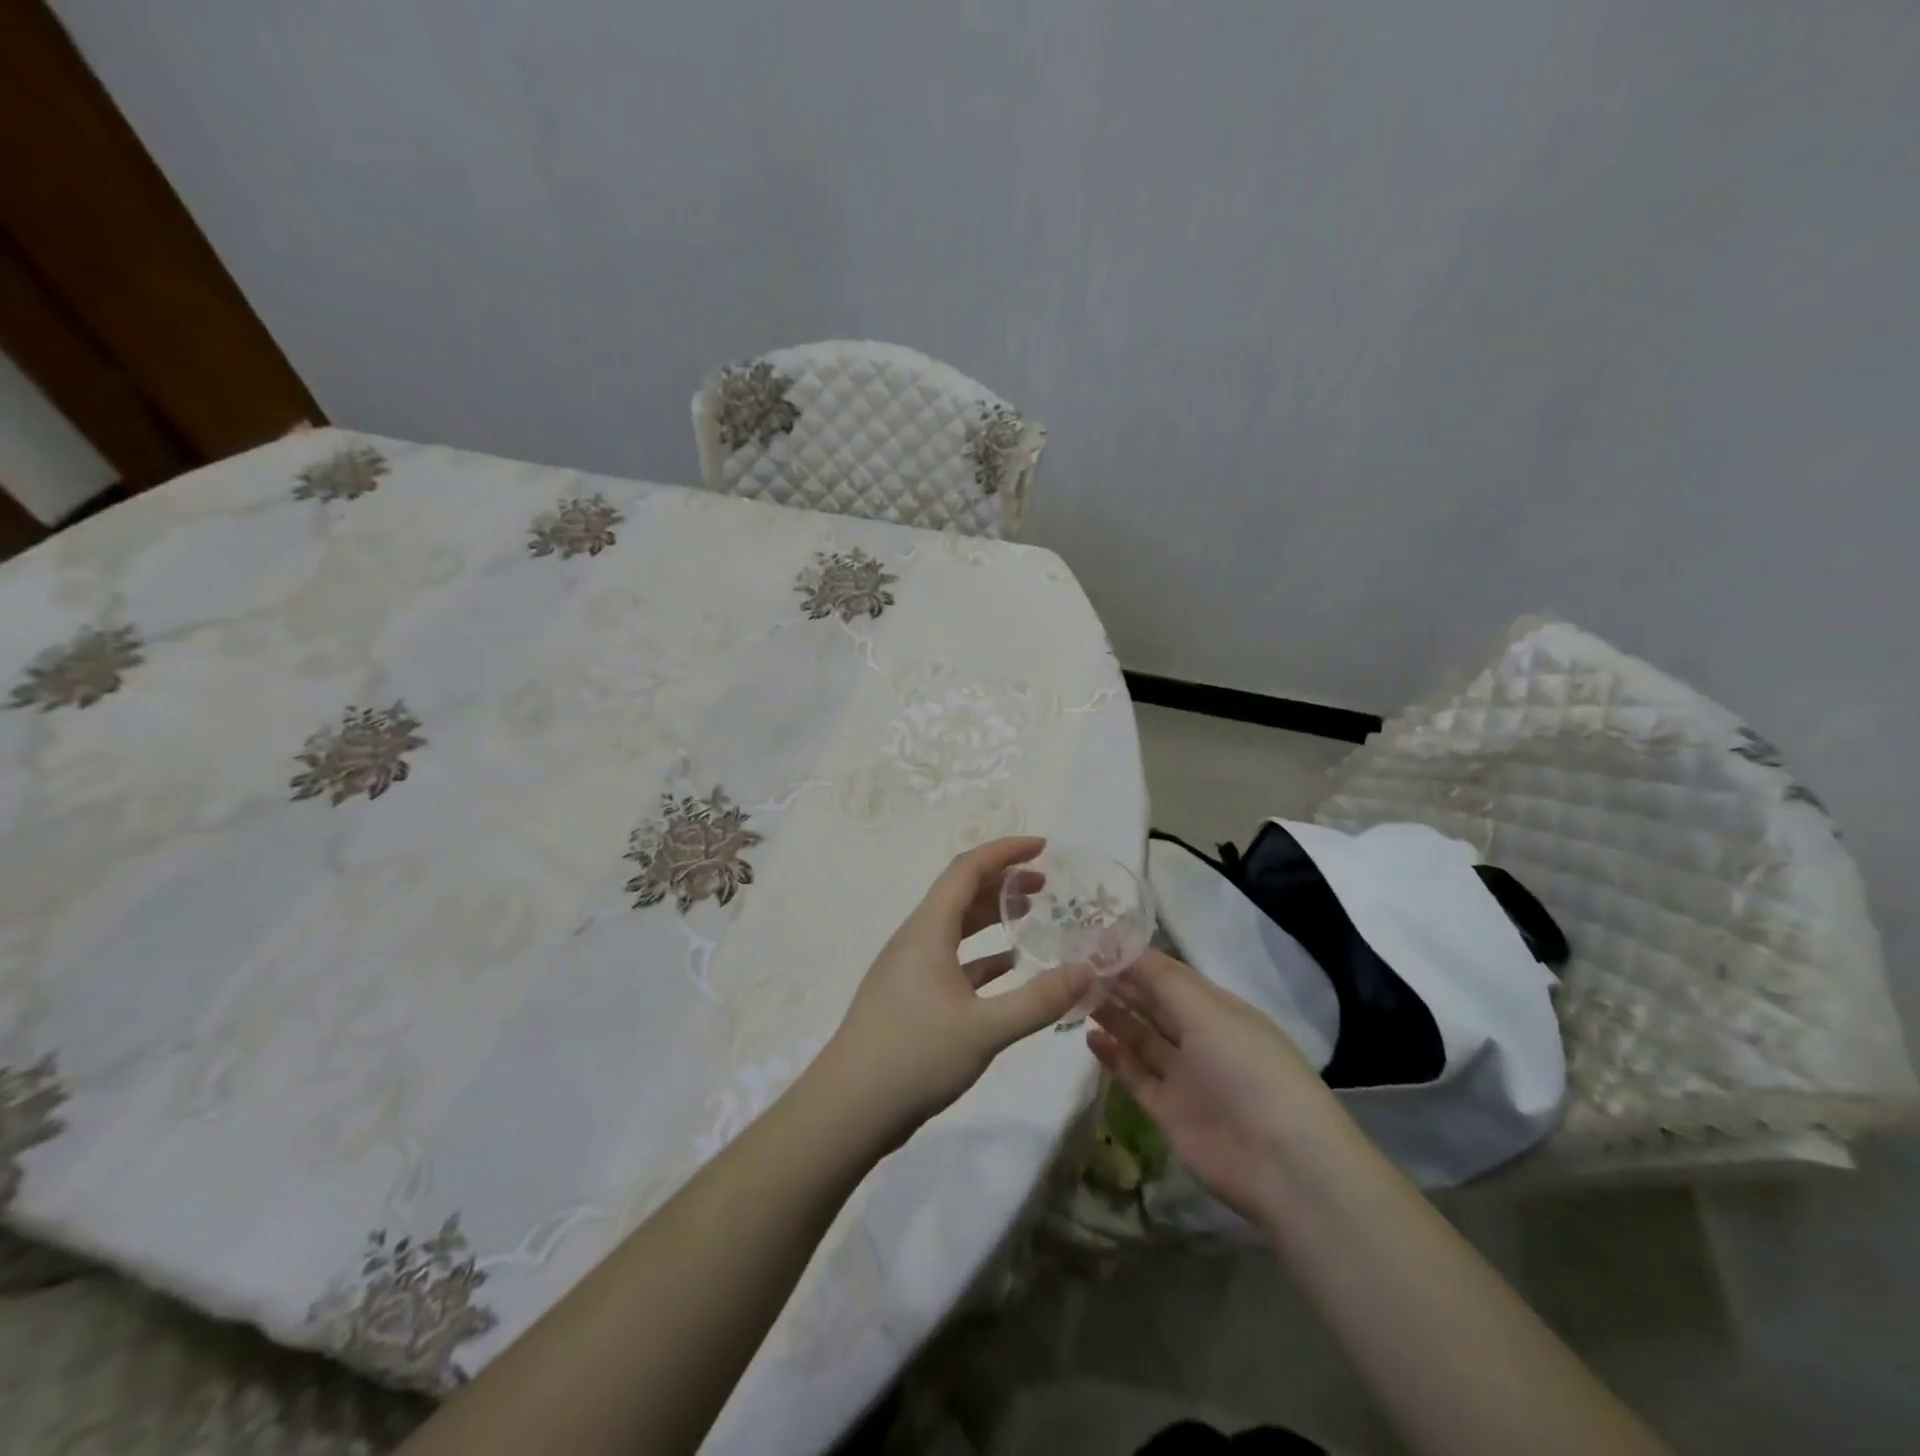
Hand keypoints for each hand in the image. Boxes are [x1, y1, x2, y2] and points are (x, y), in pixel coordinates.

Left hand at [820, 837, 1093, 1138]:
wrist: (848, 1109)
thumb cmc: (914, 1056)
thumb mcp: (985, 1029)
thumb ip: (1039, 1000)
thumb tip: (1088, 969)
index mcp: (928, 929)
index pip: (967, 869)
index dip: (1005, 852)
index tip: (1043, 848)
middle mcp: (916, 939)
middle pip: (961, 894)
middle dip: (1004, 883)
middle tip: (1046, 886)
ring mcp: (910, 969)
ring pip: (956, 928)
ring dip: (992, 918)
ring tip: (1032, 919)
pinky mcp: (910, 998)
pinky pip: (952, 961)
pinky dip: (982, 957)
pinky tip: (1009, 970)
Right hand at [1089, 948, 1333, 1223]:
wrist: (1282, 1164)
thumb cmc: (1248, 1069)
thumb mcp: (1208, 1013)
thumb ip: (1160, 980)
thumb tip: (1117, 942)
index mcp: (1217, 1008)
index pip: (1168, 974)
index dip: (1132, 958)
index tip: (1091, 942)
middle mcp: (1200, 1036)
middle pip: (1152, 1003)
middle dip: (1118, 983)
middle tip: (1075, 965)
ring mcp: (1184, 1075)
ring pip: (1141, 1036)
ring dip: (1113, 1014)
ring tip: (1076, 995)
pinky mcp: (1168, 1110)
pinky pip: (1135, 1075)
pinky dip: (1114, 1056)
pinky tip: (1090, 1036)